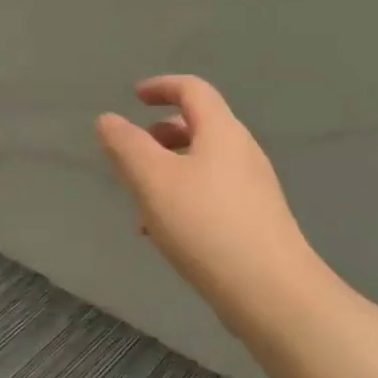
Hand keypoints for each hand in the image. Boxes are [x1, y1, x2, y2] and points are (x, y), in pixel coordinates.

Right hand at [97, 75, 318, 337]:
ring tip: (139, 202)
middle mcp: (242, 152)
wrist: (269, 291)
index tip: (134, 97)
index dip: (161, 86)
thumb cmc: (205, 225)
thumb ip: (126, 145)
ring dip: (168, 171)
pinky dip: (182, 198)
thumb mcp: (153, 180)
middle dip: (160, 134)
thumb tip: (108, 120)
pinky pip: (211, 195)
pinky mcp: (254, 220)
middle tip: (131, 153)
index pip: (193, 90)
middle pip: (199, 127)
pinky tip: (163, 233)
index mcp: (222, 132)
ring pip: (202, 165)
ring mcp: (253, 188)